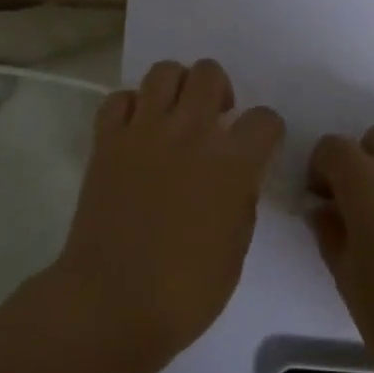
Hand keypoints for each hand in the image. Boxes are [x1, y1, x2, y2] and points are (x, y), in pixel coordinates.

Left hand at [55, 59, 283, 362]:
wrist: (112, 302)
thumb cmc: (185, 291)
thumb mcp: (235, 249)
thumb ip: (241, 198)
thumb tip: (236, 175)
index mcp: (232, 163)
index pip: (265, 119)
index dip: (266, 131)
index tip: (257, 146)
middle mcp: (191, 132)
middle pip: (210, 74)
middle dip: (219, 90)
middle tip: (213, 120)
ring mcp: (145, 130)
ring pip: (165, 70)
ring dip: (176, 87)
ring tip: (175, 116)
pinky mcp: (108, 139)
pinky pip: (119, 98)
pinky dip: (130, 106)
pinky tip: (135, 130)